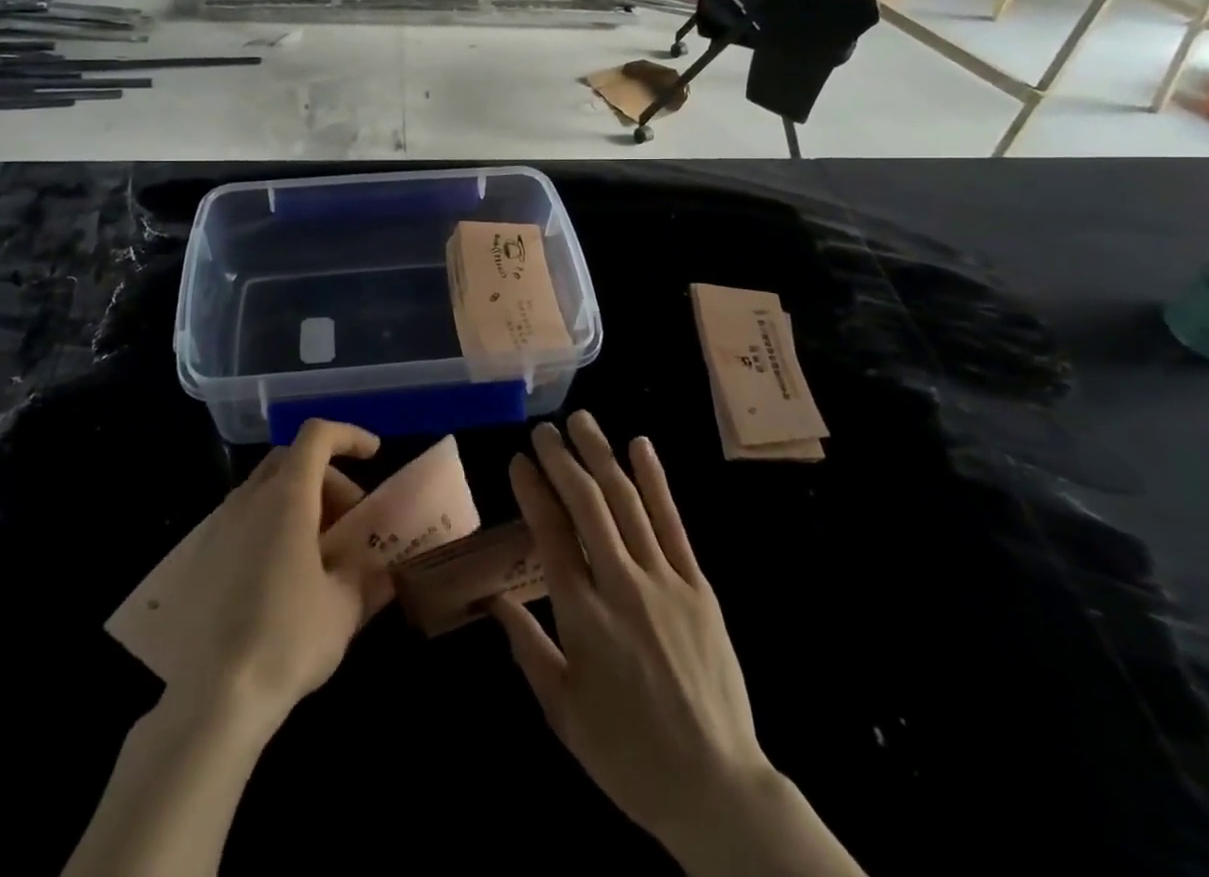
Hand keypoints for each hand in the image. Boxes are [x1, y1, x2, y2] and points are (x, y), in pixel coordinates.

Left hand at [172, 419, 385, 729]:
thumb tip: (383, 567)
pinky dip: (270, 526)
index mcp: (287, 497)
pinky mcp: (199, 558)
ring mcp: (218, 527)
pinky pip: (242, 520)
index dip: (349, 436)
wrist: (213, 699)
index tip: (374, 455)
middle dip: (326, 477)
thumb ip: (366, 575)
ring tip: (318, 550)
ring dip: (297, 502)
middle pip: (291, 459)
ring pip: (264, 489)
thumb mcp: (344, 608)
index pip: (317, 436)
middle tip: (349, 518)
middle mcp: (248, 499)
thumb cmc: (288, 640)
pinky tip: (281, 575)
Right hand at [493, 413, 770, 863]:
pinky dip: (656, 481)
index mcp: (583, 618)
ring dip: (602, 456)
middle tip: (543, 430)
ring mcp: (665, 582)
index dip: (533, 492)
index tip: (518, 461)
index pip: (551, 536)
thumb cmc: (628, 754)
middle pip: (588, 507)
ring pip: (628, 503)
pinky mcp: (698, 586)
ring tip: (582, 421)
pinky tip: (641, 446)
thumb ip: (527, 648)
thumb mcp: (563, 711)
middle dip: (562, 461)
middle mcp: (622, 587)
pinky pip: (674, 523)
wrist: (716, 787)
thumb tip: (493, 602)